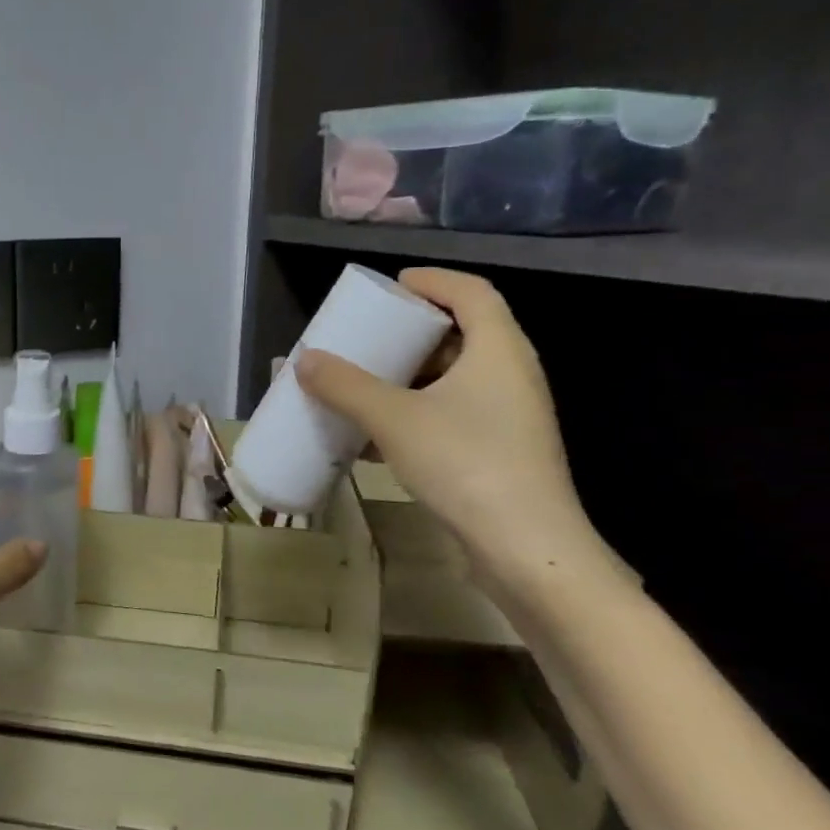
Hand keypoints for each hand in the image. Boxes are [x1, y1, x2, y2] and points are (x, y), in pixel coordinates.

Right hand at [294, 268, 594, 570]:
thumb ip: (346, 386)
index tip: (393, 286)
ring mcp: (510, 416)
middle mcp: (511, 374)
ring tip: (368, 381)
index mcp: (498, 349)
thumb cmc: (465, 463)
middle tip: (373, 335)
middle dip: (414, 332)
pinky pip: (454, 414)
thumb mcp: (394, 418)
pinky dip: (418, 412)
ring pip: (457, 379)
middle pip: (464, 333)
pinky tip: (378, 434)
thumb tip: (303, 359)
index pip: (471, 292)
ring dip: (412, 376)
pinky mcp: (501, 451)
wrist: (525, 547)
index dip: (433, 281)